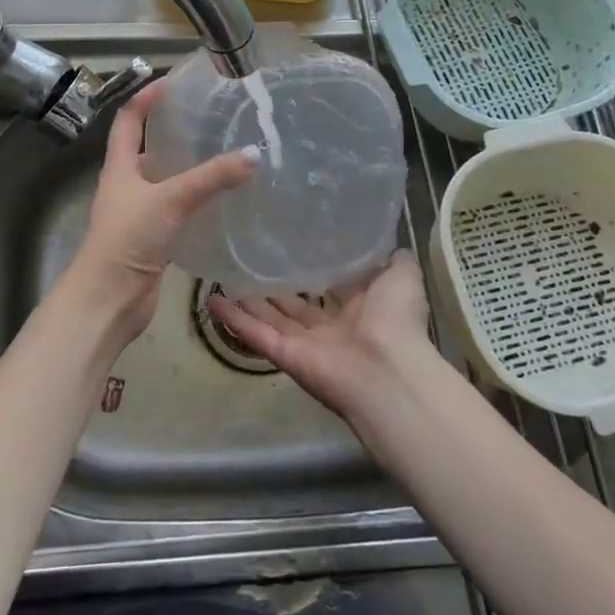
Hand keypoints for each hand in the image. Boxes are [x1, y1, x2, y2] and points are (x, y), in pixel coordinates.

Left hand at [63, 81, 257, 339]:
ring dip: (187, 170)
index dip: (145, 99)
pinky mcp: (152, 239)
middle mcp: (126, 186)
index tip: (171, 83)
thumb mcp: (171, 200)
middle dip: (173, 134)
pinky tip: (221, 201)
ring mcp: (138, 214)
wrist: (109, 299)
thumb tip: (253, 154)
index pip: (128, 121)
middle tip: (209, 121)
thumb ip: (211, 178)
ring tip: (222, 156)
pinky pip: (176, 212)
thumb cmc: (128, 239)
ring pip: (164, 183)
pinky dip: (195, 203)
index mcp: (119, 167)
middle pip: (147, 150)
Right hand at [209, 251, 435, 421]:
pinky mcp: (285, 355)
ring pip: (272, 317)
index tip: (295, 242)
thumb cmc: (396, 320)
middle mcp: (332, 327)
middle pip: (297, 304)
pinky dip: (234, 319)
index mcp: (361, 308)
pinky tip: (211, 299)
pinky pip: (256, 334)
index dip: (315, 266)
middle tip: (253, 256)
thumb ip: (393, 259)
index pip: (333, 285)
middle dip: (278, 285)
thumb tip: (386, 243)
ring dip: (250, 298)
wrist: (388, 372)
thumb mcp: (402, 276)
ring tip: (225, 272)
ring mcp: (306, 344)